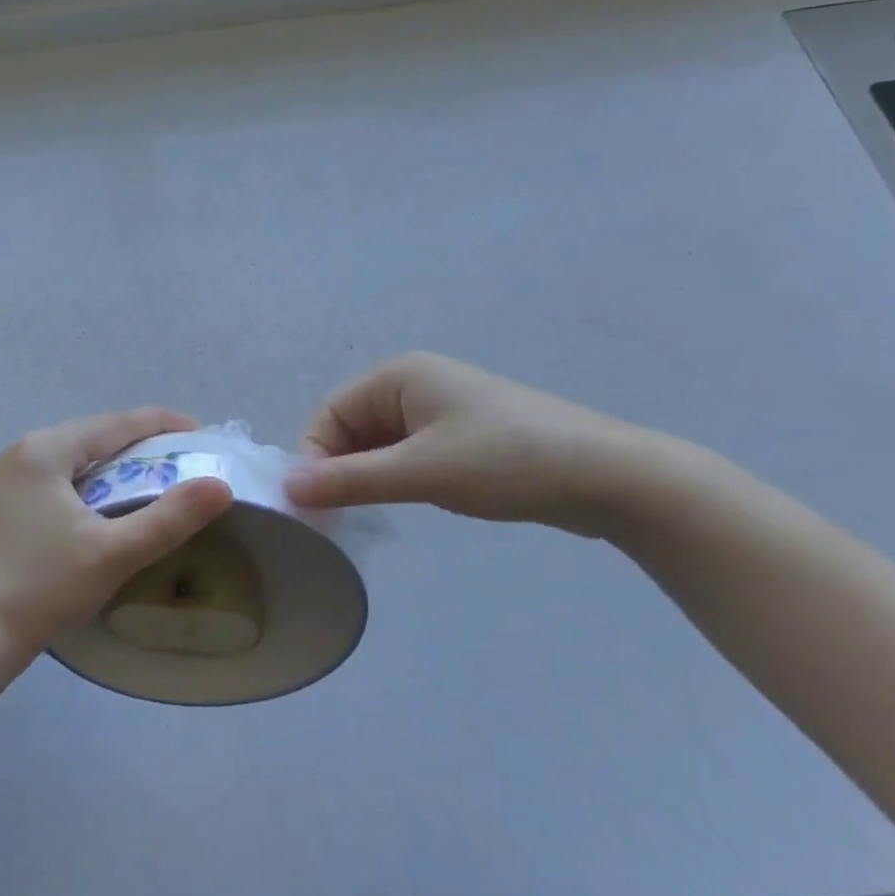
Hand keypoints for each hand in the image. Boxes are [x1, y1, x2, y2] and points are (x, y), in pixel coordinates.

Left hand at [0, 409, 233, 670]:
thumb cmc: (41, 587)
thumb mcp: (113, 553)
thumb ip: (169, 518)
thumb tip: (221, 486)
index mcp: (46, 449)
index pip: (116, 423)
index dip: (161, 423)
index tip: (199, 432)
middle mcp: (25, 451)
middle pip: (95, 435)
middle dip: (140, 444)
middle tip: (182, 460)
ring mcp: (10, 477)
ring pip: (77, 457)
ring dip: (116, 465)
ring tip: (154, 478)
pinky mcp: (6, 503)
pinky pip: (60, 477)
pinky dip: (92, 482)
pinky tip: (108, 503)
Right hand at [283, 352, 677, 537]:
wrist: (607, 476)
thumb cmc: (504, 461)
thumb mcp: (420, 472)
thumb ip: (350, 479)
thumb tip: (287, 487)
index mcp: (397, 376)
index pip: (329, 414)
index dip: (314, 459)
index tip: (313, 509)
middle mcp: (413, 384)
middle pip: (352, 427)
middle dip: (341, 470)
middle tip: (340, 520)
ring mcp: (440, 410)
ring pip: (380, 444)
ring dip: (369, 477)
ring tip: (371, 516)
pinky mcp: (462, 436)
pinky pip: (409, 454)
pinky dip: (397, 478)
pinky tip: (408, 503)